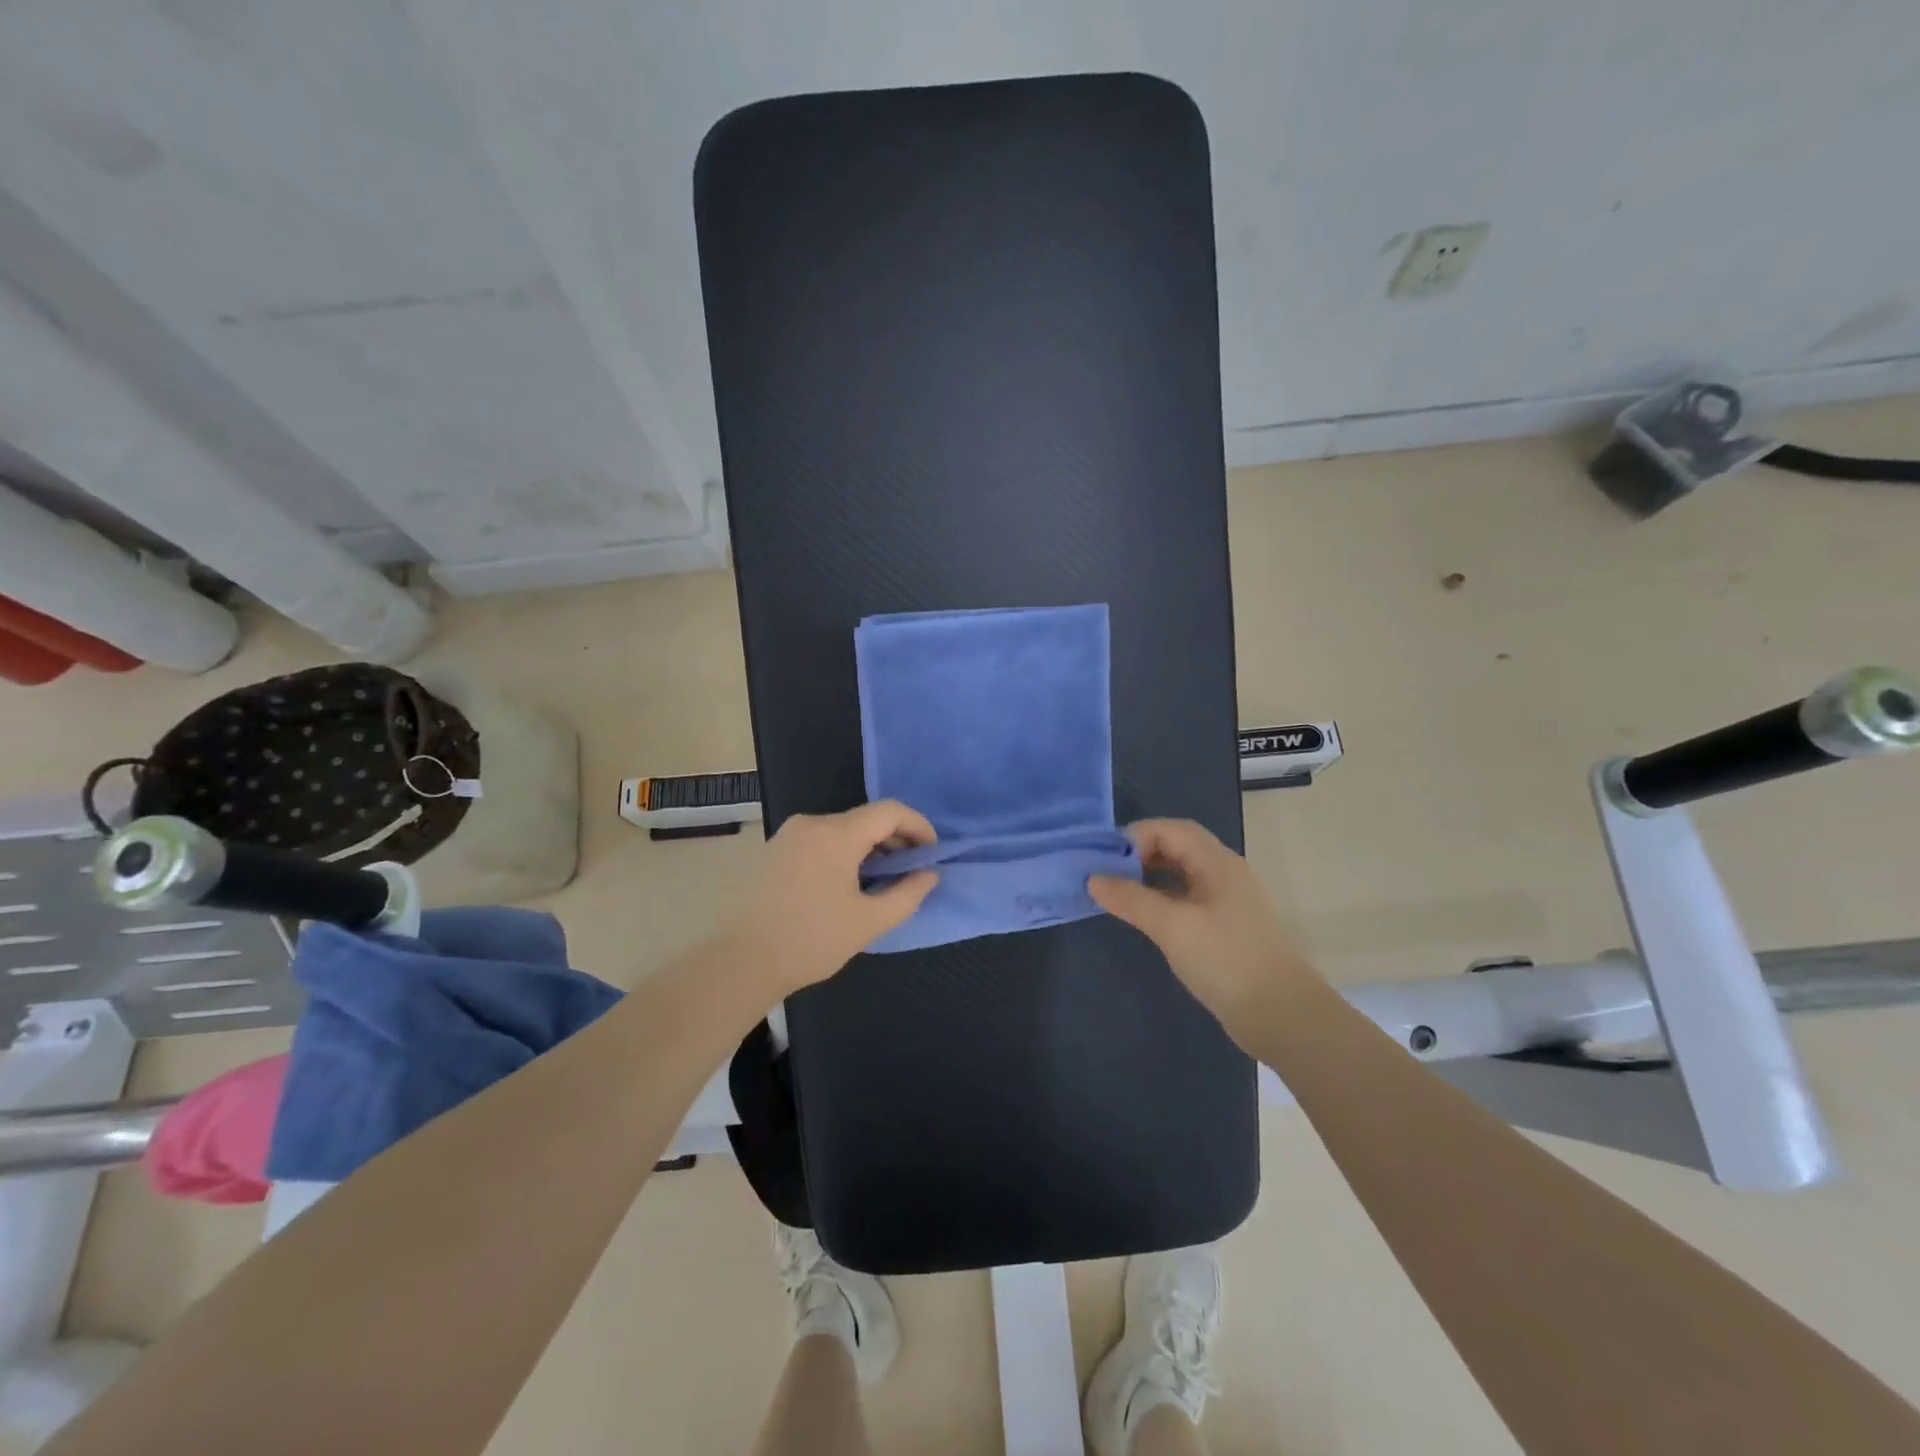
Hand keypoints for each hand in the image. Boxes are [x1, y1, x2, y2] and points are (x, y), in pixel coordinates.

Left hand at [730, 801, 938, 993]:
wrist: (740, 962)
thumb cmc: (810, 940)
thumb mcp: (869, 921)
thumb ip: (907, 894)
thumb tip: (929, 875)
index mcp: (836, 834)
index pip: (890, 811)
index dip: (918, 826)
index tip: (932, 854)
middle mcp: (811, 823)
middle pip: (865, 818)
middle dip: (895, 840)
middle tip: (912, 872)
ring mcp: (789, 835)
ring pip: (843, 830)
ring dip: (869, 849)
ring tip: (882, 882)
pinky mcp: (774, 850)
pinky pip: (821, 841)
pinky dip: (844, 854)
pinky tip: (848, 885)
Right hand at [1089, 818, 1322, 1039]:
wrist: (1282, 1015)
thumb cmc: (1226, 960)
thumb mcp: (1172, 926)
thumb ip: (1131, 899)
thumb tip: (1092, 878)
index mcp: (1217, 862)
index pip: (1171, 829)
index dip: (1136, 836)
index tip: (1104, 859)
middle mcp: (1224, 873)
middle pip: (1177, 847)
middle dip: (1139, 855)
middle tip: (1106, 876)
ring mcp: (1226, 901)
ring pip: (1181, 874)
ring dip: (1149, 878)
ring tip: (1118, 896)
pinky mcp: (1225, 928)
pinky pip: (1187, 899)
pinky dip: (1162, 900)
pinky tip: (1145, 918)